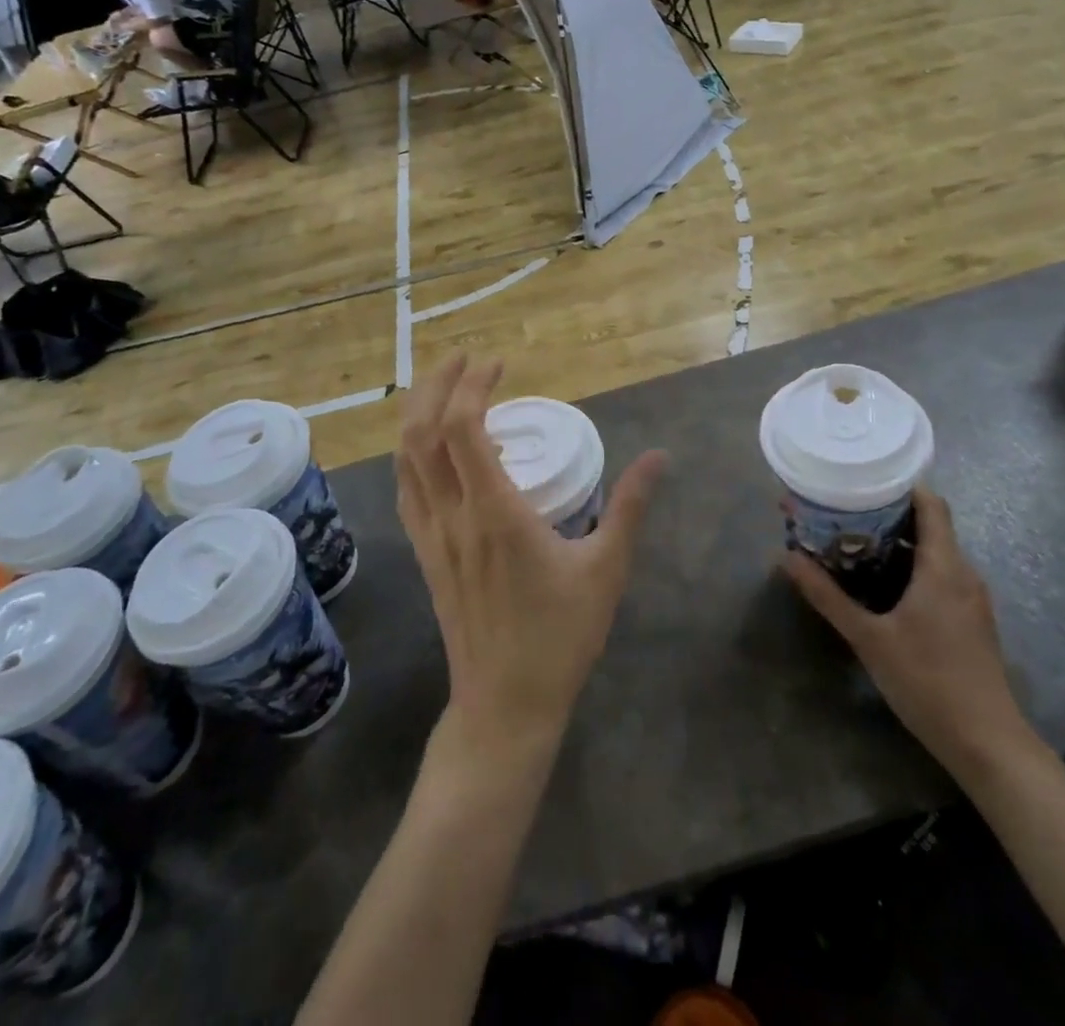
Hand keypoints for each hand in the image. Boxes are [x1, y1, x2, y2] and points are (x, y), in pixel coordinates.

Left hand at [397, 355, 665, 762]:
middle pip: (420, 433)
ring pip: (405, 460)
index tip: (498, 364)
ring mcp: (431, 536)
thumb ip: (630, 506)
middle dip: (437, 385)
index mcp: (494, 511)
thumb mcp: (606, 568)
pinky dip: (413, 455)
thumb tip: (660, 456)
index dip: (472, 385)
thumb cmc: (560, 636)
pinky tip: (431, 450)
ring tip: (444, 390)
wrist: (506, 704)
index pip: (462, 427)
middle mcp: (452, 515)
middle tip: (465, 360)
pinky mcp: (425, 555)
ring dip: (418, 415)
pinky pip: (406, 490)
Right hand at [783, 489, 1032, 780]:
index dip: (898, 485)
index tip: (860, 479)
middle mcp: (962, 573)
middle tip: (839, 511)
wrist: (988, 745)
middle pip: (927, 525)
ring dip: (892, 543)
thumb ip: (827, 595)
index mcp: (943, 566)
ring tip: (848, 542)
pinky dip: (906, 568)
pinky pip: (937, 576)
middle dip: (883, 514)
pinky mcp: (969, 620)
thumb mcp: (868, 637)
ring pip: (931, 552)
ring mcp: (969, 598)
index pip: (930, 503)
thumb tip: (786, 557)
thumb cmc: (928, 681)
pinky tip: (876, 583)